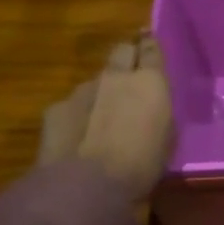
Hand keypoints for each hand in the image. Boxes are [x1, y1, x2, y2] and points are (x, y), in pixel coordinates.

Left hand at [39, 32, 174, 203]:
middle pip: (121, 50)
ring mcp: (83, 90)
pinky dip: (78, 114)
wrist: (87, 185)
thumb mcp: (166, 138)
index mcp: (150, 81)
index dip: (150, 44)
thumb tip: (152, 109)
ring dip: (101, 91)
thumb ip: (158, 113)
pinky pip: (72, 105)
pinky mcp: (56, 108)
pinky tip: (78, 136)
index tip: (149, 40)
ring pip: (95, 81)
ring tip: (102, 116)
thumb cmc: (142, 164)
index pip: (151, 48)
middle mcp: (116, 77)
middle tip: (130, 71)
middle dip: (126, 56)